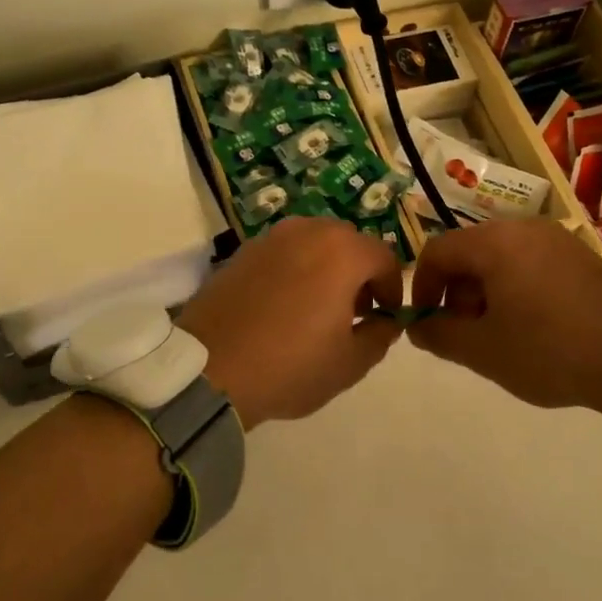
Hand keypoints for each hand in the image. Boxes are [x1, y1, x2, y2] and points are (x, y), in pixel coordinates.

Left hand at [177, 217, 405, 426]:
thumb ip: (379, 335)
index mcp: (341, 251)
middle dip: (359, 273)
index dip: (392, 288)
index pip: (384, 258)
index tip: (386, 317)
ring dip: (326, 267)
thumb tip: (385, 321)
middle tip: (355, 311)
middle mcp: (307, 231)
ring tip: (317, 308)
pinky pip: (283, 252)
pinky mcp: (242, 250)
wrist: (209, 368)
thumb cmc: (289, 366)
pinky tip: (283, 304)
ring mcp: (271, 237)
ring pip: (313, 243)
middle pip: (348, 243)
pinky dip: (294, 269)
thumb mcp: (349, 363)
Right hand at [408, 220, 601, 421]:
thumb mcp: (484, 351)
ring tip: (499, 333)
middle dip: (456, 292)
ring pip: (500, 258)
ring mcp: (557, 239)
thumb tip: (417, 327)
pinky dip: (516, 288)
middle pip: (470, 252)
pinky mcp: (581, 256)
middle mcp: (523, 228)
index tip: (426, 322)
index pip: (438, 251)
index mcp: (495, 242)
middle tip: (465, 333)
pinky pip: (531, 263)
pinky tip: (532, 325)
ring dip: (485, 292)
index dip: (422, 287)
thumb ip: (440, 335)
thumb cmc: (550, 351)